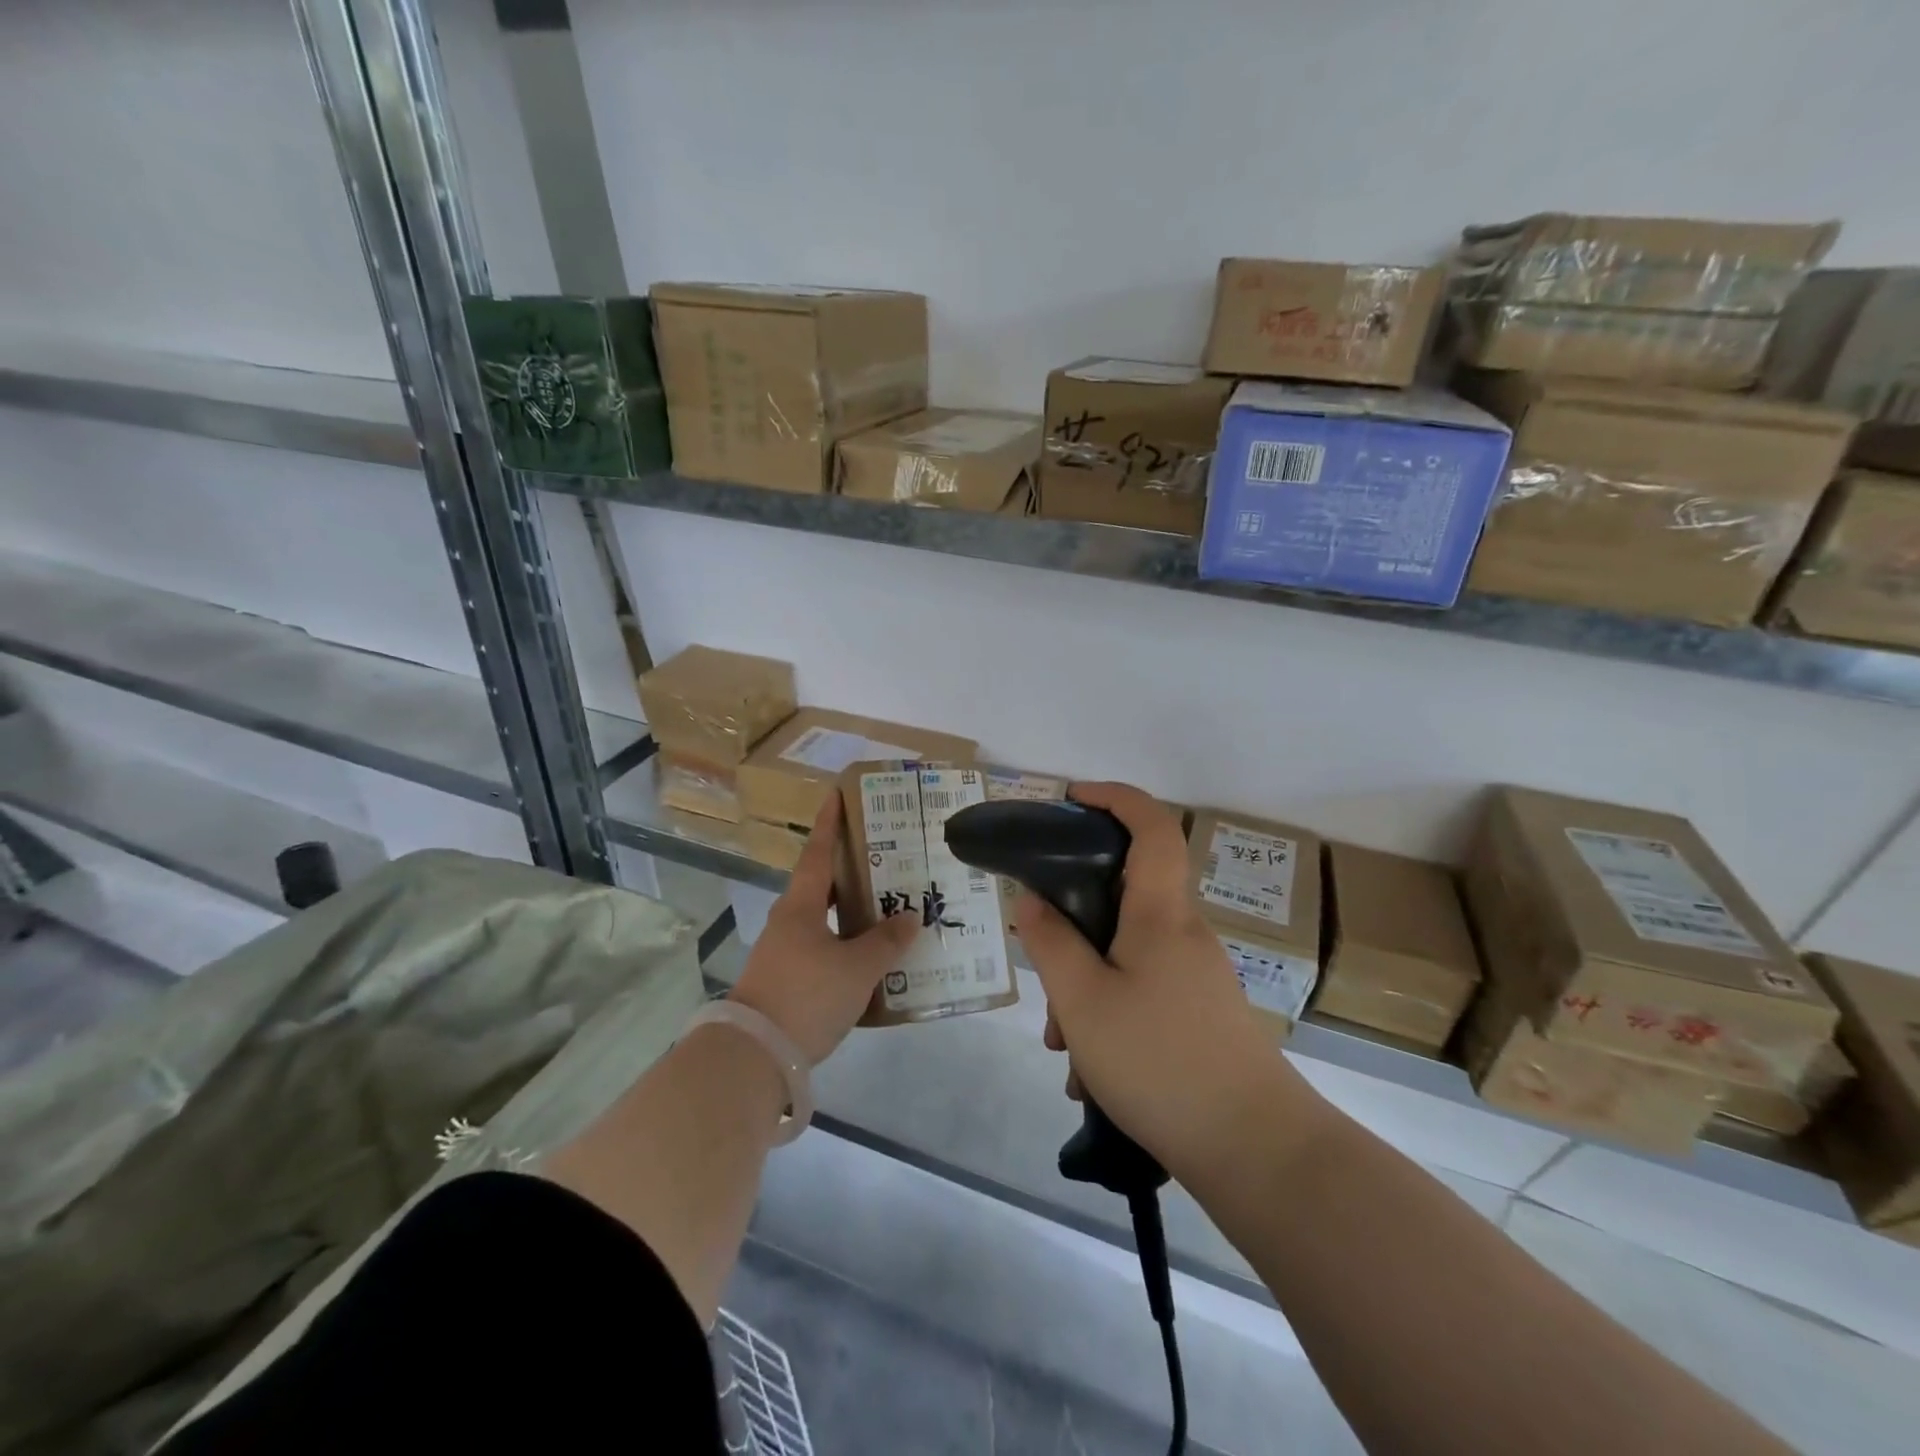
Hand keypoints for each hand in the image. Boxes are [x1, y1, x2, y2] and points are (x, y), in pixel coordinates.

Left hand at [728, 793, 917, 1065]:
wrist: (754, 1056)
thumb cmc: (807, 995)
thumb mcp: (857, 968)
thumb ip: (886, 941)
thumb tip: (909, 917)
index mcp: (802, 906)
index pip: (818, 853)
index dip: (830, 824)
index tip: (838, 795)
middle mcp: (789, 922)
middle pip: (823, 885)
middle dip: (852, 870)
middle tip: (886, 857)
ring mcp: (785, 953)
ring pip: (825, 921)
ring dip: (853, 912)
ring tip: (889, 908)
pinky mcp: (787, 981)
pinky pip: (824, 950)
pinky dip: (847, 945)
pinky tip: (872, 958)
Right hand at [1016, 782, 1300, 1178]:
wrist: (1257, 1151)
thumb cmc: (1160, 1061)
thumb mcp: (1083, 1001)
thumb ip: (1050, 943)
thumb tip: (1031, 900)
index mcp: (1160, 913)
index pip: (1151, 826)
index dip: (1115, 797)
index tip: (1072, 798)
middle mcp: (1184, 933)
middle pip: (1123, 897)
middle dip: (1074, 925)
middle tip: (1044, 969)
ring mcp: (1197, 975)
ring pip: (1125, 954)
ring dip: (1086, 986)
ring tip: (1064, 1048)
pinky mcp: (1201, 1013)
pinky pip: (1142, 991)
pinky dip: (1109, 1015)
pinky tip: (1091, 1075)